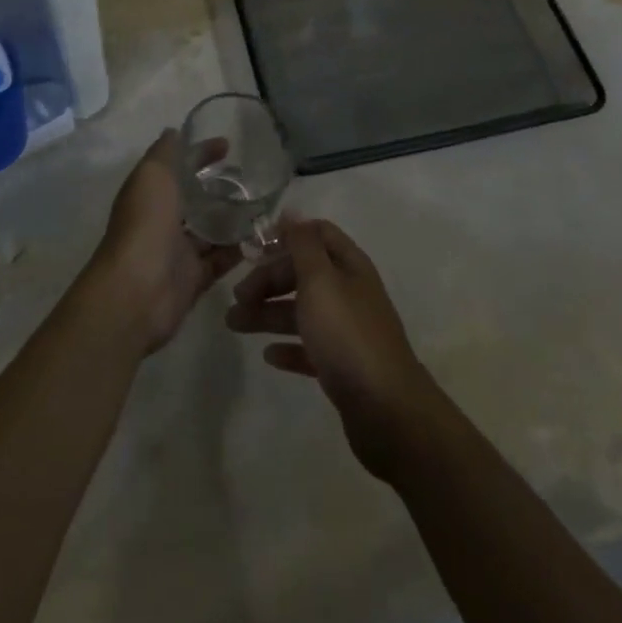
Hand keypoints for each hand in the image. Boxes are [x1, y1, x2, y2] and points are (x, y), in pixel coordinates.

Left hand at [84, 130, 240, 355]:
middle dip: (219, 187)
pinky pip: (220, 260)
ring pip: (209, 229)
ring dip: (231, 218)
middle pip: (194, 198)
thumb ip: (165, 152)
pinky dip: (237, 249)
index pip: (178, 165)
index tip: (228, 145)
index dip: (200, 153)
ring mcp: (178, 250)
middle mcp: (162, 219)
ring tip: (262, 204)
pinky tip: (260, 236)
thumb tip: (175, 131)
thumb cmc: (145, 223)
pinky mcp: (194, 278)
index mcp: (150, 192)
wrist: (138, 290)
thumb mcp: (153, 174)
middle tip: (252, 179)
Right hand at [226, 217, 438, 478]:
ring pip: (302, 312)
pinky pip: (309, 348)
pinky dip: (288, 347)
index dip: (286, 236)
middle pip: (304, 274)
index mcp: (349, 266)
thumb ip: (303, 244)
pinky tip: (268, 355)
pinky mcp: (343, 367)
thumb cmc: (347, 335)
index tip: (254, 248)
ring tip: (234, 324)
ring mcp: (348, 331)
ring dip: (268, 314)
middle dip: (268, 280)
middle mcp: (350, 293)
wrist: (387, 410)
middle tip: (237, 296)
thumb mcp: (320, 280)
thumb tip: (291, 212)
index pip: (317, 235)